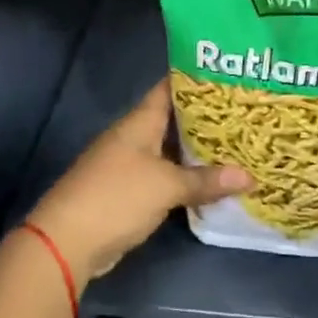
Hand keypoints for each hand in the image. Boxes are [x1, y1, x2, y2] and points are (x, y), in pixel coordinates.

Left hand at [27, 80, 250, 281]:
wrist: (68, 242)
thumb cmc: (117, 197)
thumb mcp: (167, 185)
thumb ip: (206, 180)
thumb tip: (250, 177)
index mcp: (139, 124)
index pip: (168, 89)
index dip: (196, 80)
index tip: (229, 75)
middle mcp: (134, 139)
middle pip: (174, 121)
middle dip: (208, 119)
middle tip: (245, 114)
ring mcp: (130, 167)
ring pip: (172, 152)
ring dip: (200, 152)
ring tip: (239, 145)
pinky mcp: (131, 194)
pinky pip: (166, 178)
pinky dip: (188, 179)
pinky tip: (214, 182)